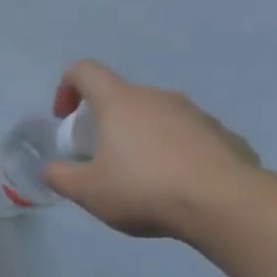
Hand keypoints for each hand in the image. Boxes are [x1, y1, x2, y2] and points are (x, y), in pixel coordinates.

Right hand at [42, 60, 259, 238]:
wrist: (225, 204)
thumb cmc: (144, 189)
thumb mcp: (87, 191)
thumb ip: (60, 176)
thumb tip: (50, 168)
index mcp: (120, 102)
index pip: (85, 71)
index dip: (67, 87)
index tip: (65, 118)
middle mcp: (158, 97)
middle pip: (122, 98)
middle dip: (106, 123)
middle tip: (102, 159)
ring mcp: (195, 114)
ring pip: (157, 118)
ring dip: (142, 139)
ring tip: (143, 179)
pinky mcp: (224, 135)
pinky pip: (188, 138)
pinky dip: (175, 154)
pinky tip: (177, 187)